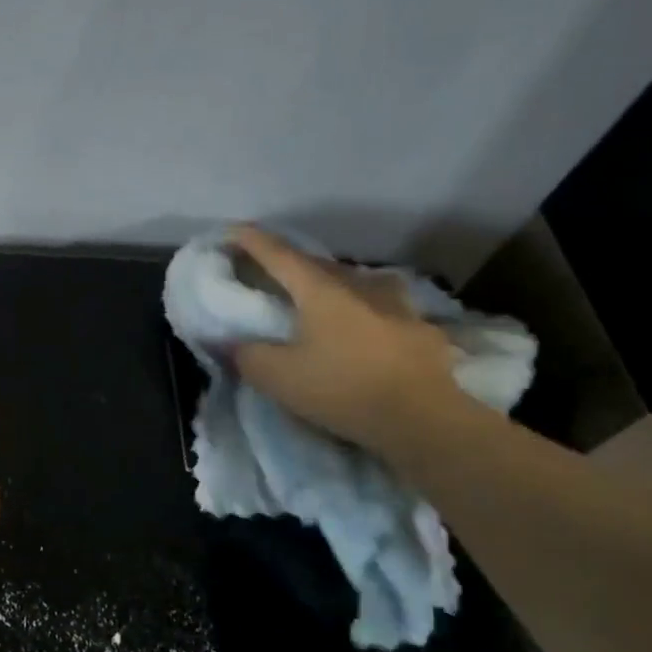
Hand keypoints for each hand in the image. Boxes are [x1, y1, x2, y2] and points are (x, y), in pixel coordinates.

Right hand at [226, 225, 462, 453]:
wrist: (424, 420)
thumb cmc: (343, 389)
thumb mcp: (278, 378)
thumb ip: (246, 355)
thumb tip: (228, 341)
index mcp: (320, 290)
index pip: (278, 254)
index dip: (252, 241)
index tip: (231, 231)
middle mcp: (359, 286)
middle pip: (317, 264)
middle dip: (290, 264)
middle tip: (271, 272)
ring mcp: (397, 304)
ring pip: (357, 281)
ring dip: (334, 283)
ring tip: (323, 297)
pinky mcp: (421, 329)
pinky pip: (386, 308)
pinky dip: (368, 310)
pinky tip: (368, 325)